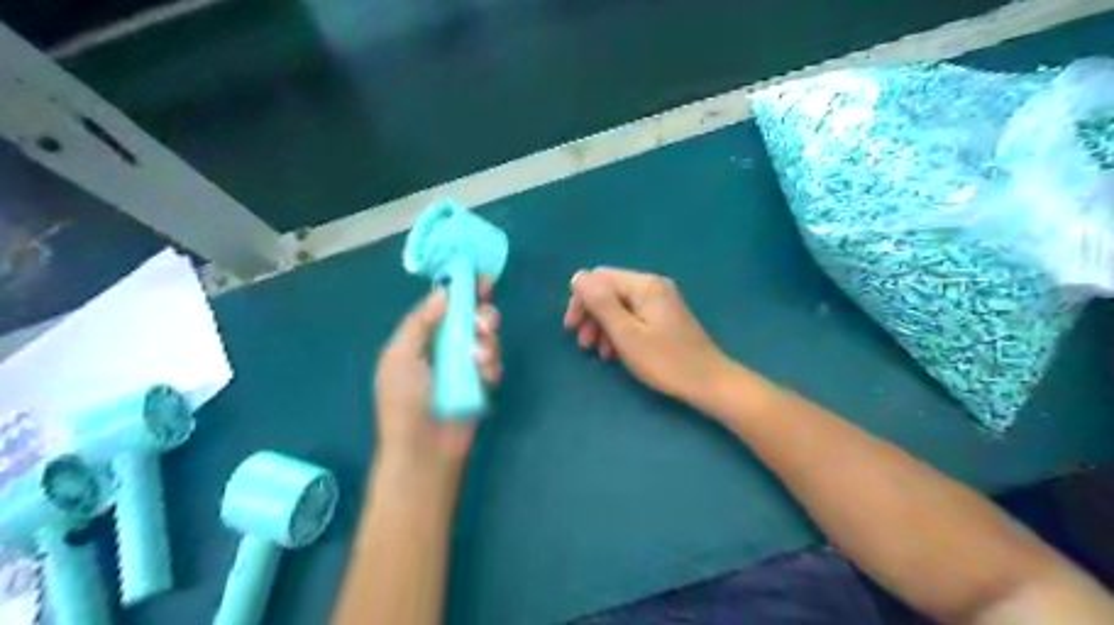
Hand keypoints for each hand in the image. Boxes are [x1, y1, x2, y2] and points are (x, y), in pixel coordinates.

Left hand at [373, 280, 499, 486]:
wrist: (425, 450)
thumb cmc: (405, 402)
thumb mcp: (400, 356)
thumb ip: (419, 322)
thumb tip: (443, 293)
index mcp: (419, 339)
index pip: (443, 307)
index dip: (462, 292)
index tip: (482, 280)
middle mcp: (443, 348)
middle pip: (470, 318)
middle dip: (481, 316)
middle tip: (483, 324)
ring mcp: (464, 366)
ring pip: (486, 338)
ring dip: (487, 343)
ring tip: (478, 360)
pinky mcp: (481, 384)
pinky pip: (494, 363)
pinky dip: (492, 366)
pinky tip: (485, 377)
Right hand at [566, 268, 732, 405]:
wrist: (709, 382)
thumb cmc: (665, 361)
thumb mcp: (626, 333)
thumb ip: (601, 303)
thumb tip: (577, 277)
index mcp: (644, 285)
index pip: (599, 278)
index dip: (581, 300)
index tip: (571, 328)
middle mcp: (653, 285)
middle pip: (609, 290)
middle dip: (591, 315)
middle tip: (583, 344)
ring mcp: (661, 300)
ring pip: (619, 305)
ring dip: (603, 325)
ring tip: (598, 352)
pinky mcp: (665, 316)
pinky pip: (633, 315)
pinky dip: (619, 330)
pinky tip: (615, 352)